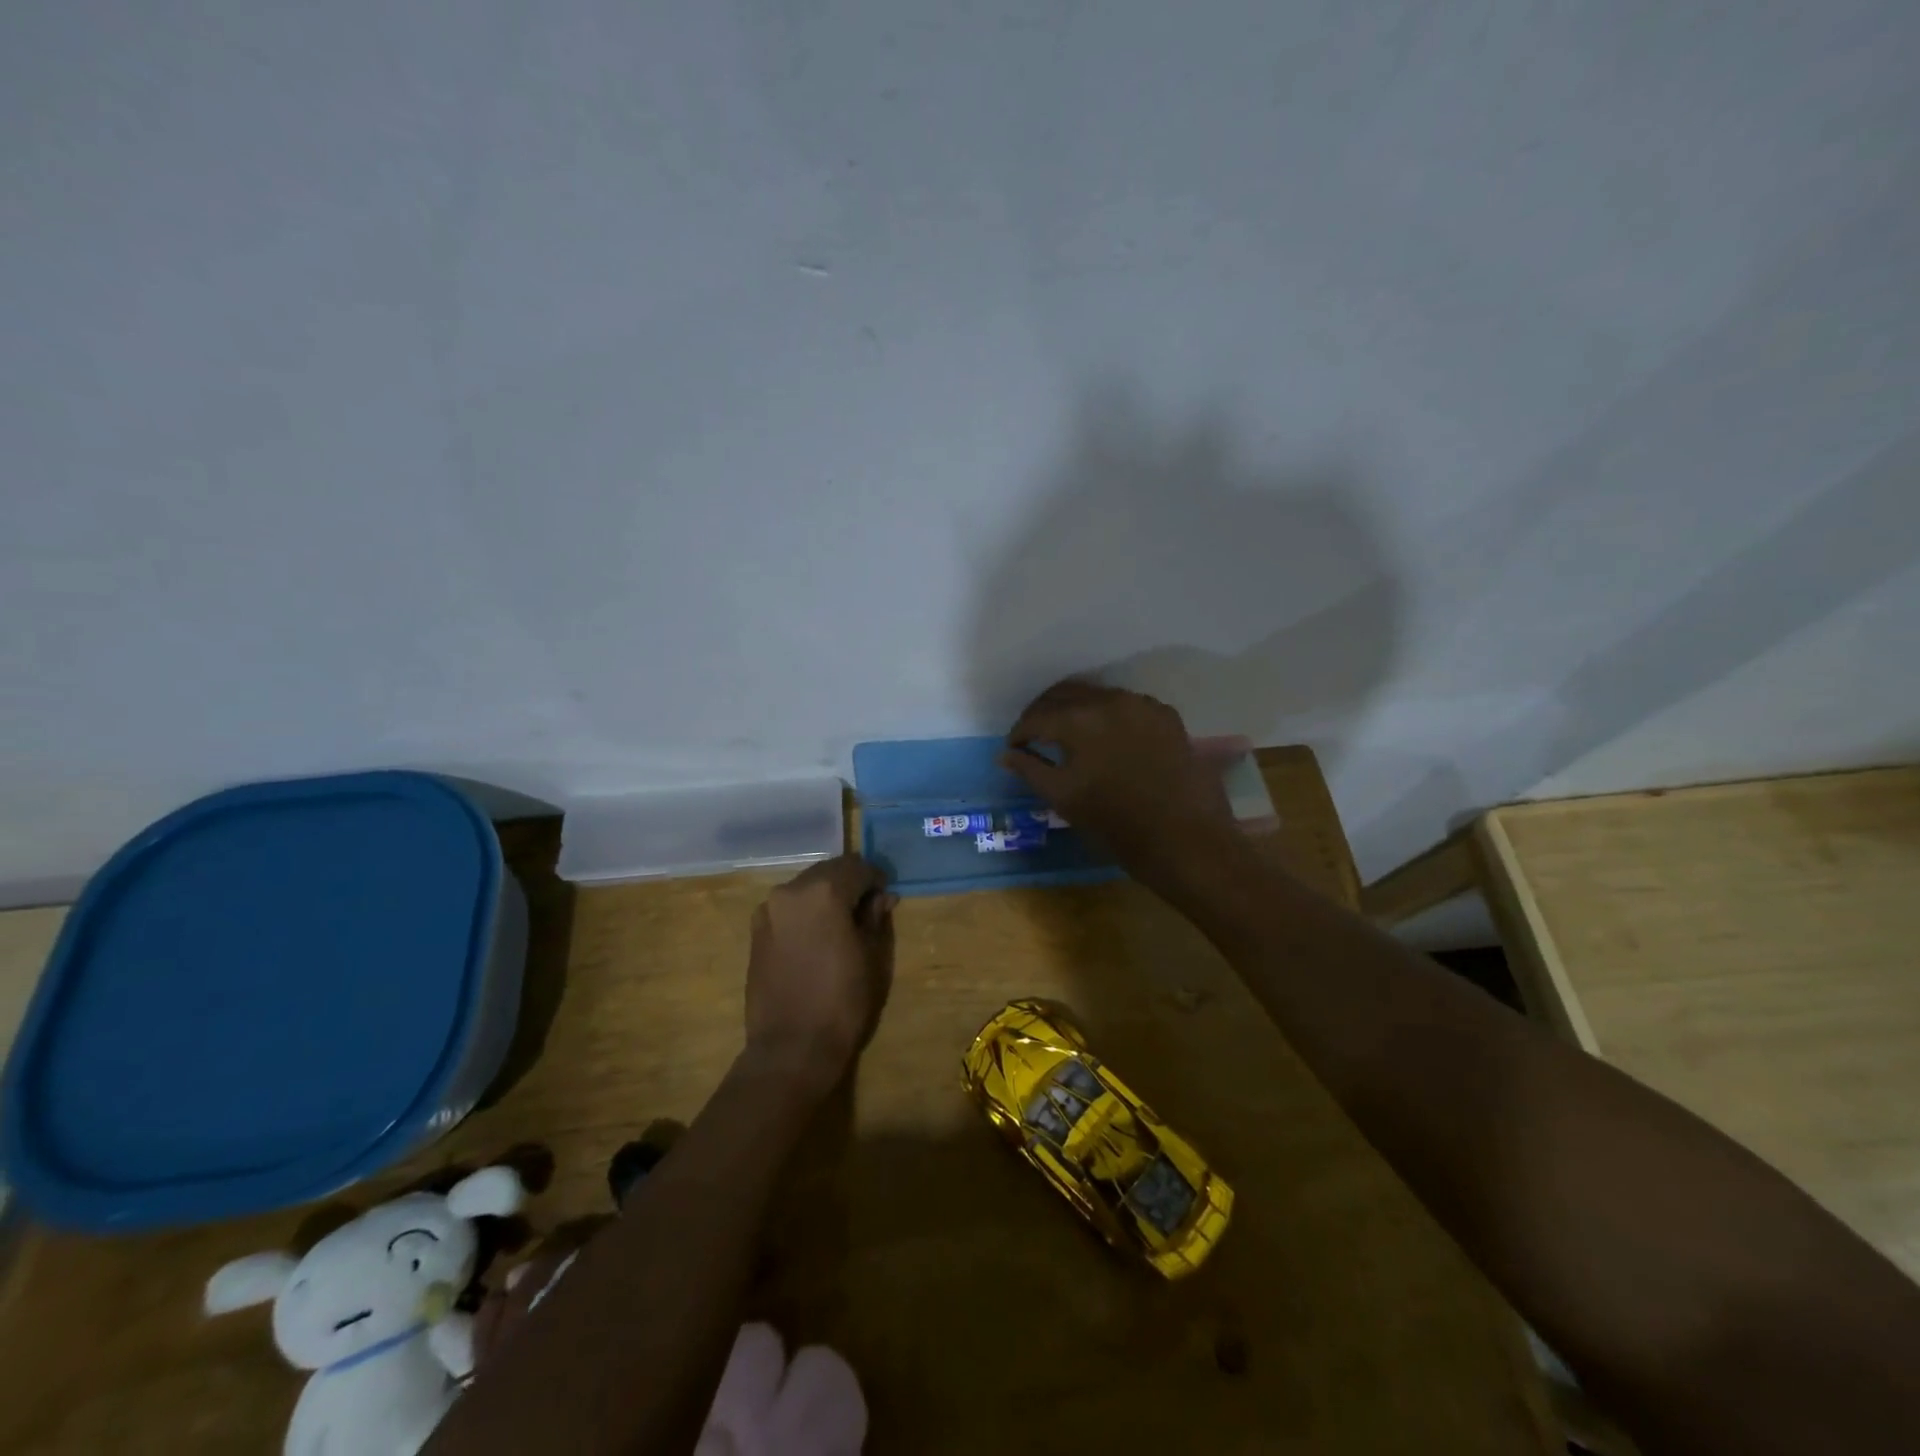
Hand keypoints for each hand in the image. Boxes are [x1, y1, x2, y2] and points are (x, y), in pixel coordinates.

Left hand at [743, 854, 895, 1091]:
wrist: (791, 1048)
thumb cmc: (842, 1001)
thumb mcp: (873, 957)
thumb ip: (875, 917)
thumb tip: (880, 897)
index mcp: (823, 891)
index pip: (858, 867)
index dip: (876, 879)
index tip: (886, 896)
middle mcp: (791, 891)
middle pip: (828, 871)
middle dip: (850, 883)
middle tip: (868, 908)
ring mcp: (768, 911)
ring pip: (806, 888)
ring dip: (826, 896)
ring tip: (842, 924)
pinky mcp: (756, 932)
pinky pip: (788, 908)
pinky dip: (806, 912)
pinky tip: (817, 937)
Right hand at [1000, 680, 1236, 873]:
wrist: (1185, 839)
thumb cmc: (1116, 823)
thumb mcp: (1063, 798)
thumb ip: (1030, 769)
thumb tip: (1005, 754)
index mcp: (1079, 720)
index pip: (1037, 716)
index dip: (1019, 732)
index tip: (1013, 748)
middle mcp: (1109, 700)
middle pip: (1065, 694)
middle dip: (1044, 713)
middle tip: (1033, 736)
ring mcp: (1142, 705)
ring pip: (1097, 696)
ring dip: (1076, 710)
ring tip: (1066, 735)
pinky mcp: (1166, 716)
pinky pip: (1127, 705)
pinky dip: (1108, 715)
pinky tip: (1105, 738)